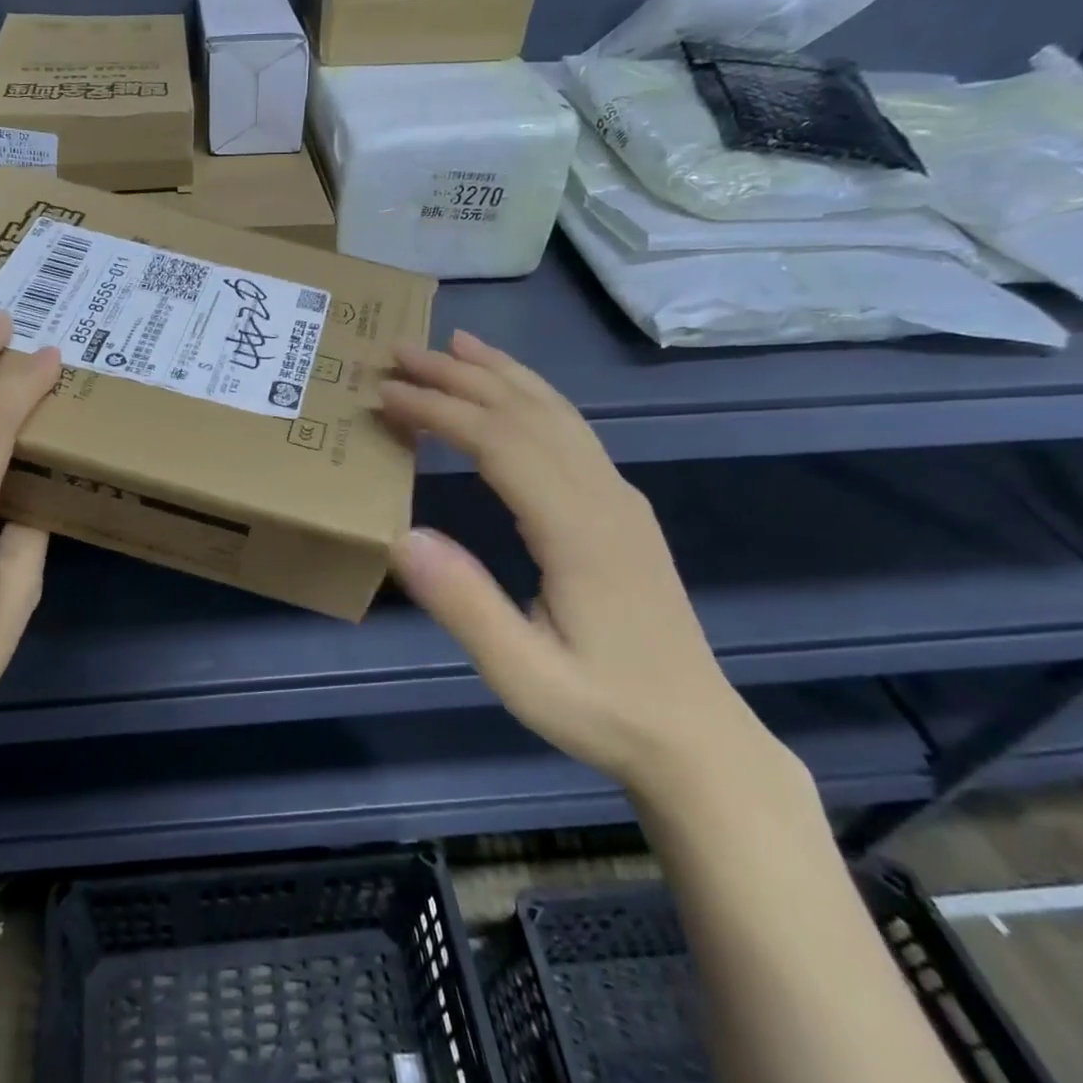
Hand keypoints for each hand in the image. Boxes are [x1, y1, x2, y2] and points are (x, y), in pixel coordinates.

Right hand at [380, 331, 793, 800]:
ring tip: (453, 345)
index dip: (440, 410)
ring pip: (555, 412)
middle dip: (460, 376)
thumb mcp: (524, 676)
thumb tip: (401, 536)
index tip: (386, 394)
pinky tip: (509, 393)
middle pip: (526, 411)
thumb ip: (465, 606)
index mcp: (579, 530)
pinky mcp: (619, 508)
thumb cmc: (604, 709)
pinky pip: (569, 430)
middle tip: (400, 351)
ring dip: (499, 373)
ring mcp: (618, 497)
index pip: (499, 442)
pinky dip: (530, 396)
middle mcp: (603, 496)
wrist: (696, 737)